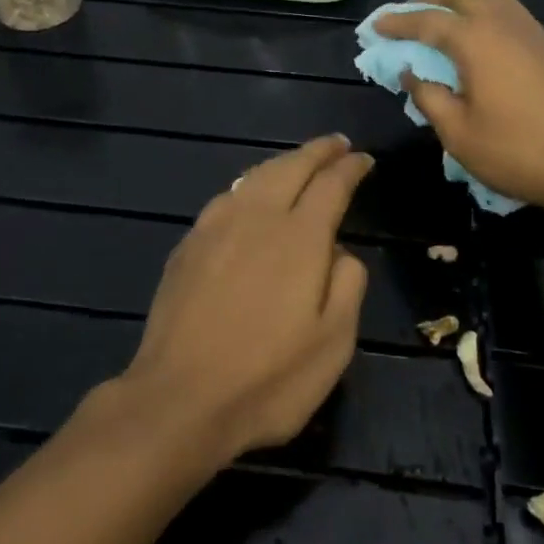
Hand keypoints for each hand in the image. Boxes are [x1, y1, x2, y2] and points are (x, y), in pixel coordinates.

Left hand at [116, 135, 372, 465]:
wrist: (179, 399)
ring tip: (298, 162)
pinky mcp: (188, 244)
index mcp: (300, 237)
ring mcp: (216, 227)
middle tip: (337, 144)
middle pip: (291, 166)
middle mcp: (257, 217)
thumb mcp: (334, 343)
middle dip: (318, 151)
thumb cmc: (268, 379)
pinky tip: (249, 195)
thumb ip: (348, 284)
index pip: (331, 184)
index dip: (350, 168)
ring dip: (282, 162)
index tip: (364, 159)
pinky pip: (227, 197)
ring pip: (255, 175)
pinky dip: (250, 184)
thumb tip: (339, 251)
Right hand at [375, 0, 543, 216]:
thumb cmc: (518, 152)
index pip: (427, 21)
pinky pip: (512, 16)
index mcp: (476, 40)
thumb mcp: (458, 134)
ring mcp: (534, 33)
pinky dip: (486, 18)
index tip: (376, 27)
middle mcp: (505, 24)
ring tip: (444, 26)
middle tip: (410, 17)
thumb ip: (429, 97)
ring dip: (461, 3)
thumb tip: (411, 73)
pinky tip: (483, 46)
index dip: (398, 22)